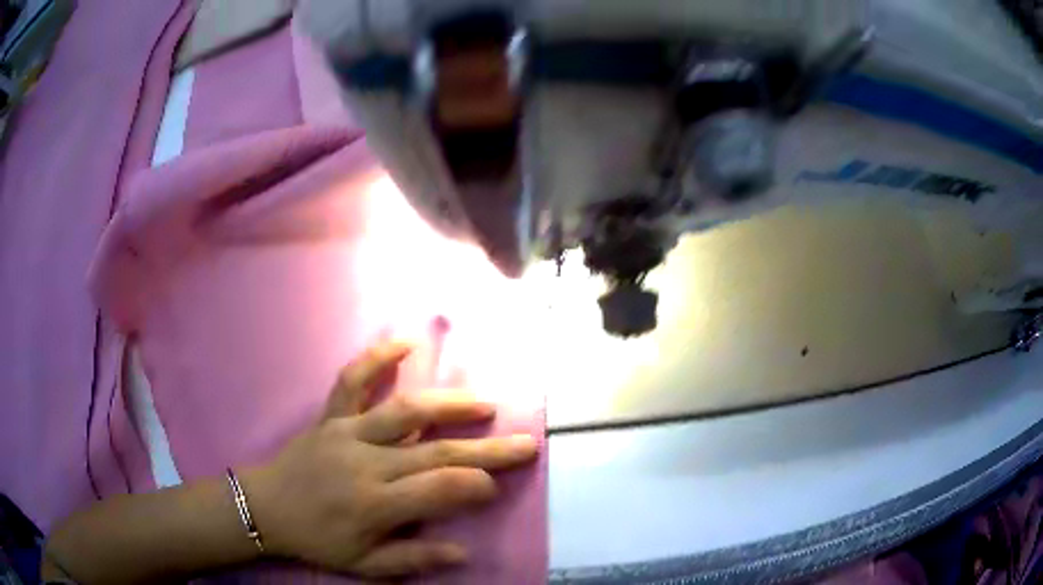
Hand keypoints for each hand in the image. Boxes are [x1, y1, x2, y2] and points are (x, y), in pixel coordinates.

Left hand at [241, 342, 538, 578]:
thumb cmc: (317, 539)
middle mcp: (365, 463)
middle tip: (525, 444)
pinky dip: (377, 358)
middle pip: (435, 452)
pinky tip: (406, 343)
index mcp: (374, 504)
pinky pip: (352, 381)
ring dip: (448, 405)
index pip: (438, 491)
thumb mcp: (363, 565)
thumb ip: (413, 560)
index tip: (497, 486)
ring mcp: (347, 432)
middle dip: (486, 450)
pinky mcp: (331, 415)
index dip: (475, 487)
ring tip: (485, 403)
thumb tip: (462, 551)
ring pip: (404, 412)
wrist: (266, 507)